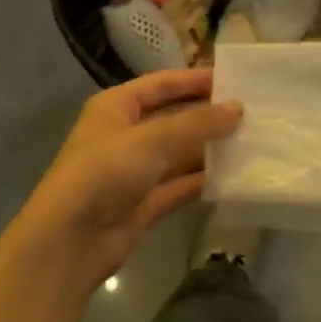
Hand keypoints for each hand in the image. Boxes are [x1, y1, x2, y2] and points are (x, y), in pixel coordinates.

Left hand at [6, 69, 241, 293]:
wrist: (69, 242)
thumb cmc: (105, 172)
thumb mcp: (152, 139)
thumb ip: (197, 123)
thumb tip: (238, 109)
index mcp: (116, 107)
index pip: (161, 84)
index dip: (194, 80)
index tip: (232, 79)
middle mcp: (125, 135)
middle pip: (174, 118)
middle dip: (208, 116)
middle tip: (251, 113)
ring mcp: (135, 171)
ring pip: (180, 153)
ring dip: (210, 149)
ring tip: (252, 142)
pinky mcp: (145, 203)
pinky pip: (180, 184)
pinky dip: (204, 180)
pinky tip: (235, 176)